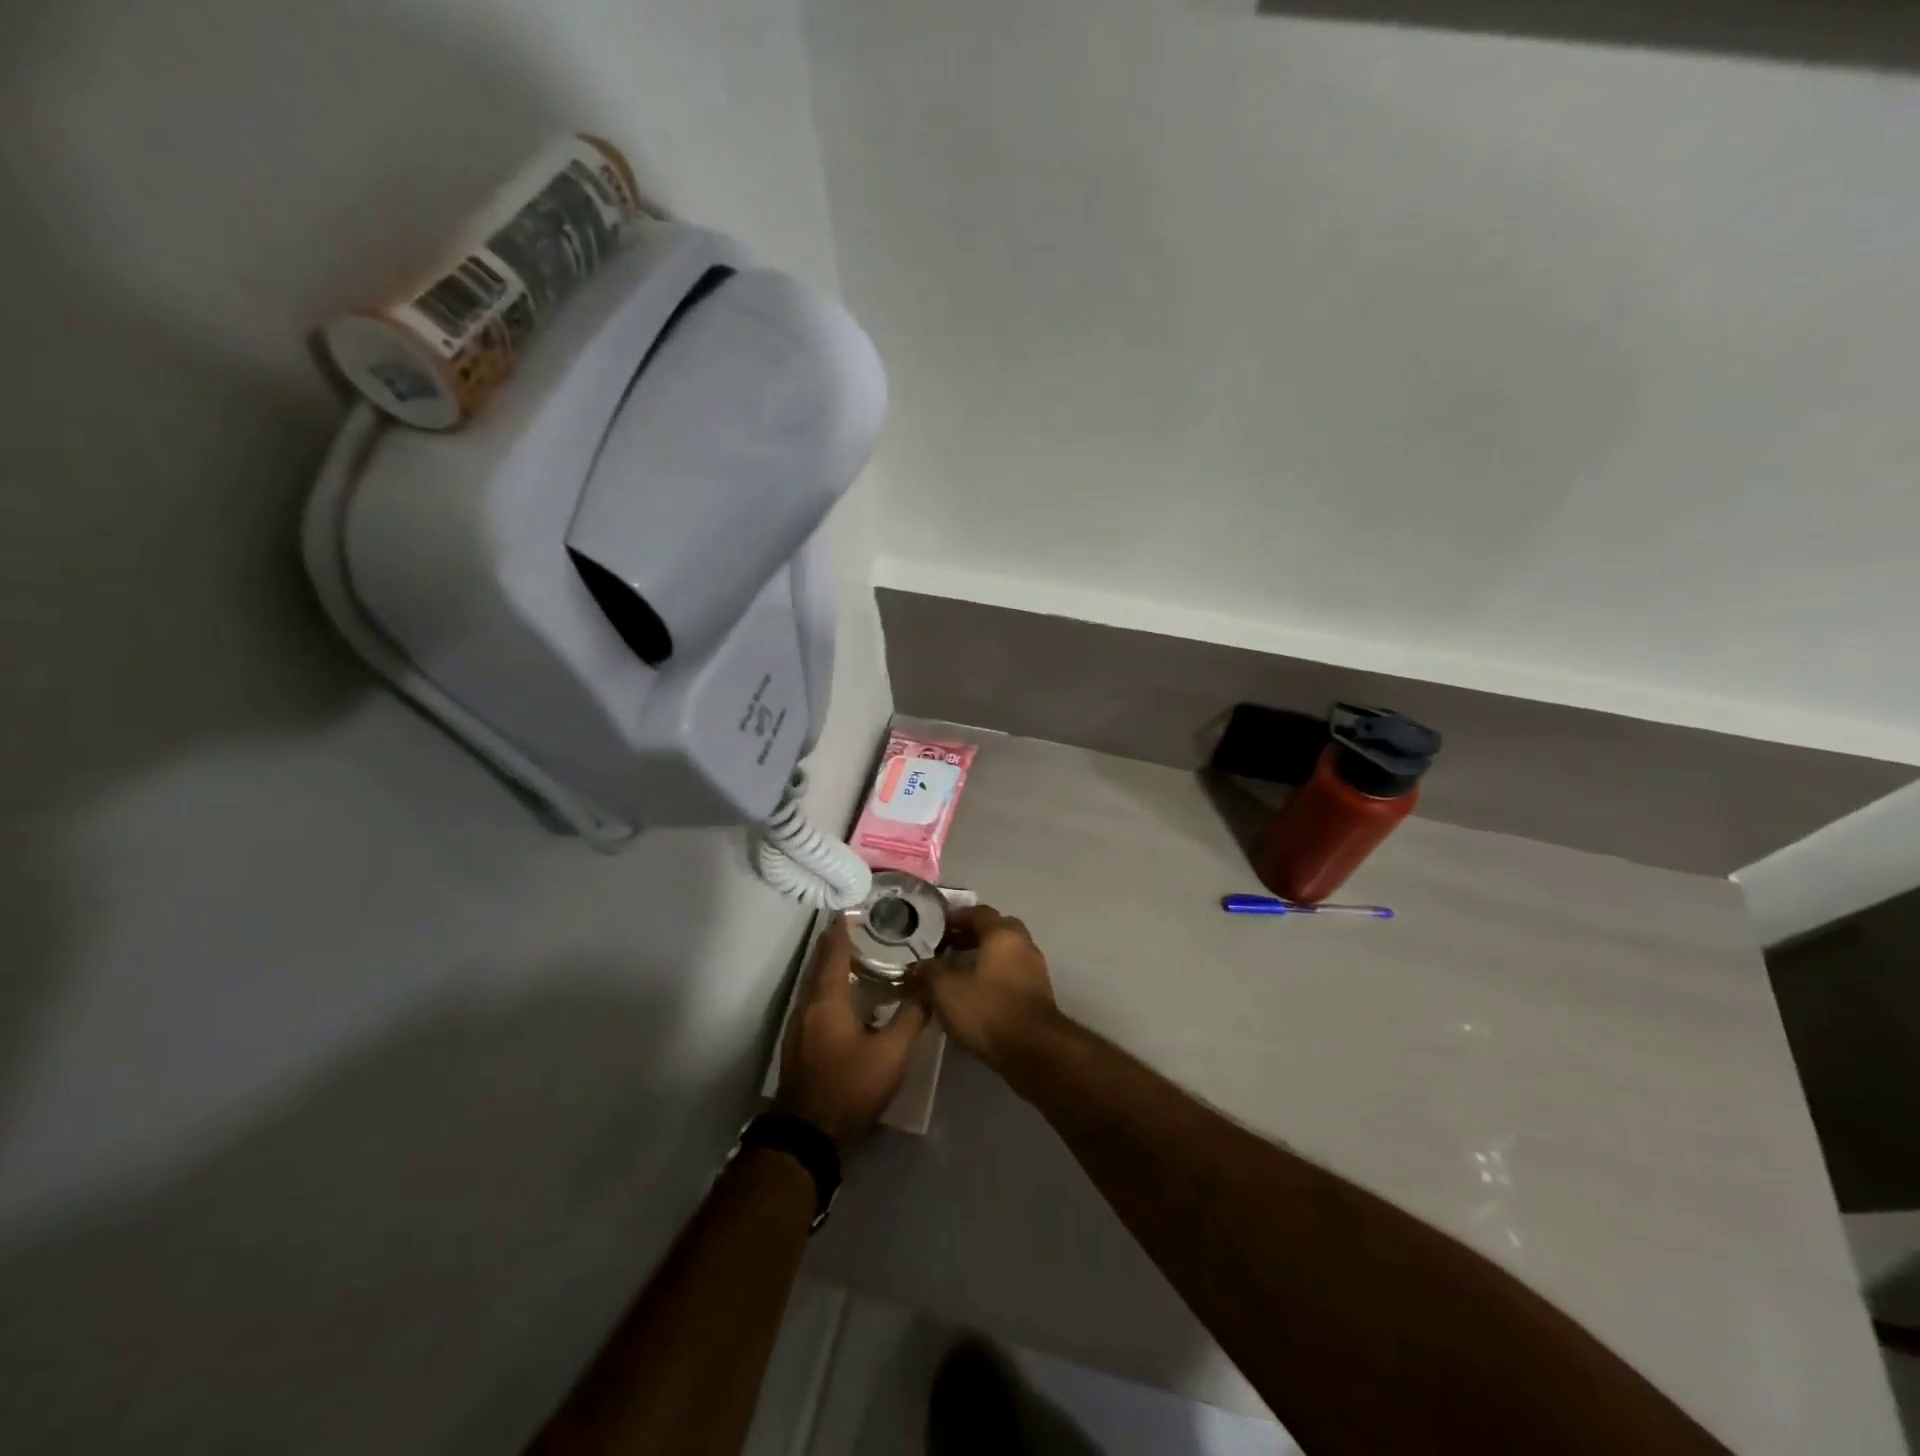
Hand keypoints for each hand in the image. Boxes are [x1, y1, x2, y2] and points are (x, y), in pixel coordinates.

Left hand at [775, 917, 929, 1146]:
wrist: (808, 1133)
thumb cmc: (850, 1086)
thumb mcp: (892, 1053)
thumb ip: (912, 1017)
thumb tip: (929, 989)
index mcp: (828, 998)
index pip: (834, 950)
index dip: (844, 927)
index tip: (857, 907)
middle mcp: (808, 1002)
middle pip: (820, 961)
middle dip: (838, 940)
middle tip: (864, 925)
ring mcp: (799, 1022)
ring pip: (815, 979)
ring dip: (832, 962)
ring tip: (859, 952)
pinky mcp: (799, 1039)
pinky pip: (813, 996)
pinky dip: (828, 982)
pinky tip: (846, 990)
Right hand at [918, 905, 1062, 1071]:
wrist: (1034, 1051)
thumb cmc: (988, 1010)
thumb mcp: (945, 990)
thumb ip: (927, 972)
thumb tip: (915, 967)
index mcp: (1003, 933)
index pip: (977, 912)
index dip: (954, 918)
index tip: (933, 929)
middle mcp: (1023, 944)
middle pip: (993, 931)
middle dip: (968, 937)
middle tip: (944, 949)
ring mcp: (1034, 970)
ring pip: (1003, 954)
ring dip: (980, 959)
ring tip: (954, 975)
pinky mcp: (1037, 995)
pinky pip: (1010, 975)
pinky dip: (991, 978)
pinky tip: (973, 996)